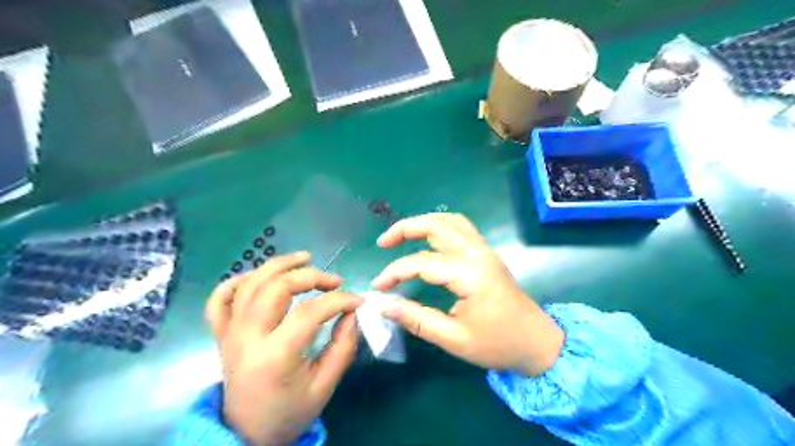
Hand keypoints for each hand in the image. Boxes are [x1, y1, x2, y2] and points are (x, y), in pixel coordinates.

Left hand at [205, 253, 363, 443]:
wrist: (247, 433)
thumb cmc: (289, 412)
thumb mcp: (325, 385)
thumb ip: (344, 346)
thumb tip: (352, 312)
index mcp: (275, 357)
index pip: (310, 313)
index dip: (339, 300)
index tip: (357, 301)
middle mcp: (247, 338)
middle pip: (276, 288)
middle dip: (310, 276)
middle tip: (333, 280)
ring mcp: (230, 333)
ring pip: (249, 284)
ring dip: (279, 265)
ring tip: (305, 258)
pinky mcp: (221, 334)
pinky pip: (220, 299)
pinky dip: (238, 280)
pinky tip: (261, 275)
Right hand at [371, 213, 560, 374]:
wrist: (537, 343)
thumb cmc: (498, 344)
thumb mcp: (454, 339)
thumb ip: (417, 320)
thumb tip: (385, 306)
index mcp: (470, 274)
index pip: (421, 263)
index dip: (395, 272)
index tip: (378, 287)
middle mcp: (477, 253)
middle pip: (437, 225)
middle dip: (405, 228)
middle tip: (383, 243)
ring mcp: (484, 250)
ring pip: (450, 221)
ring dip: (423, 222)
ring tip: (401, 236)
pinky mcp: (487, 253)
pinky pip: (461, 227)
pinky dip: (439, 226)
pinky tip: (428, 239)